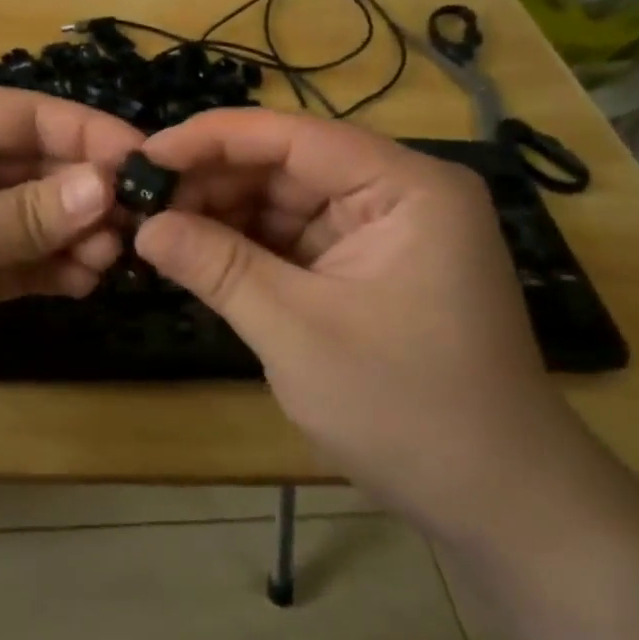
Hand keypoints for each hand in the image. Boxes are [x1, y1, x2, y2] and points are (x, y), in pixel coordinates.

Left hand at [0, 88, 143, 401]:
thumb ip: (33, 211)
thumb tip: (108, 186)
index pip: (34, 116)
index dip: (92, 135)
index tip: (148, 163)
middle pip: (40, 167)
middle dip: (87, 194)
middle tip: (137, 226)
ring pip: (36, 216)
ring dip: (75, 235)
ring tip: (111, 260)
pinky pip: (20, 258)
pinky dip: (52, 268)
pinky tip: (84, 282)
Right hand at [134, 109, 583, 534]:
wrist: (497, 503)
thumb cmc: (406, 409)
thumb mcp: (296, 331)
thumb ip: (217, 267)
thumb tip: (143, 226)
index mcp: (405, 187)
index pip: (293, 137)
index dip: (212, 139)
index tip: (144, 155)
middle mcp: (398, 193)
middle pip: (287, 165)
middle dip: (213, 182)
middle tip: (141, 202)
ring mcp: (383, 231)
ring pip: (285, 201)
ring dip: (222, 214)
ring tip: (158, 229)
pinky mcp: (367, 267)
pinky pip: (294, 239)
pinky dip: (246, 246)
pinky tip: (197, 253)